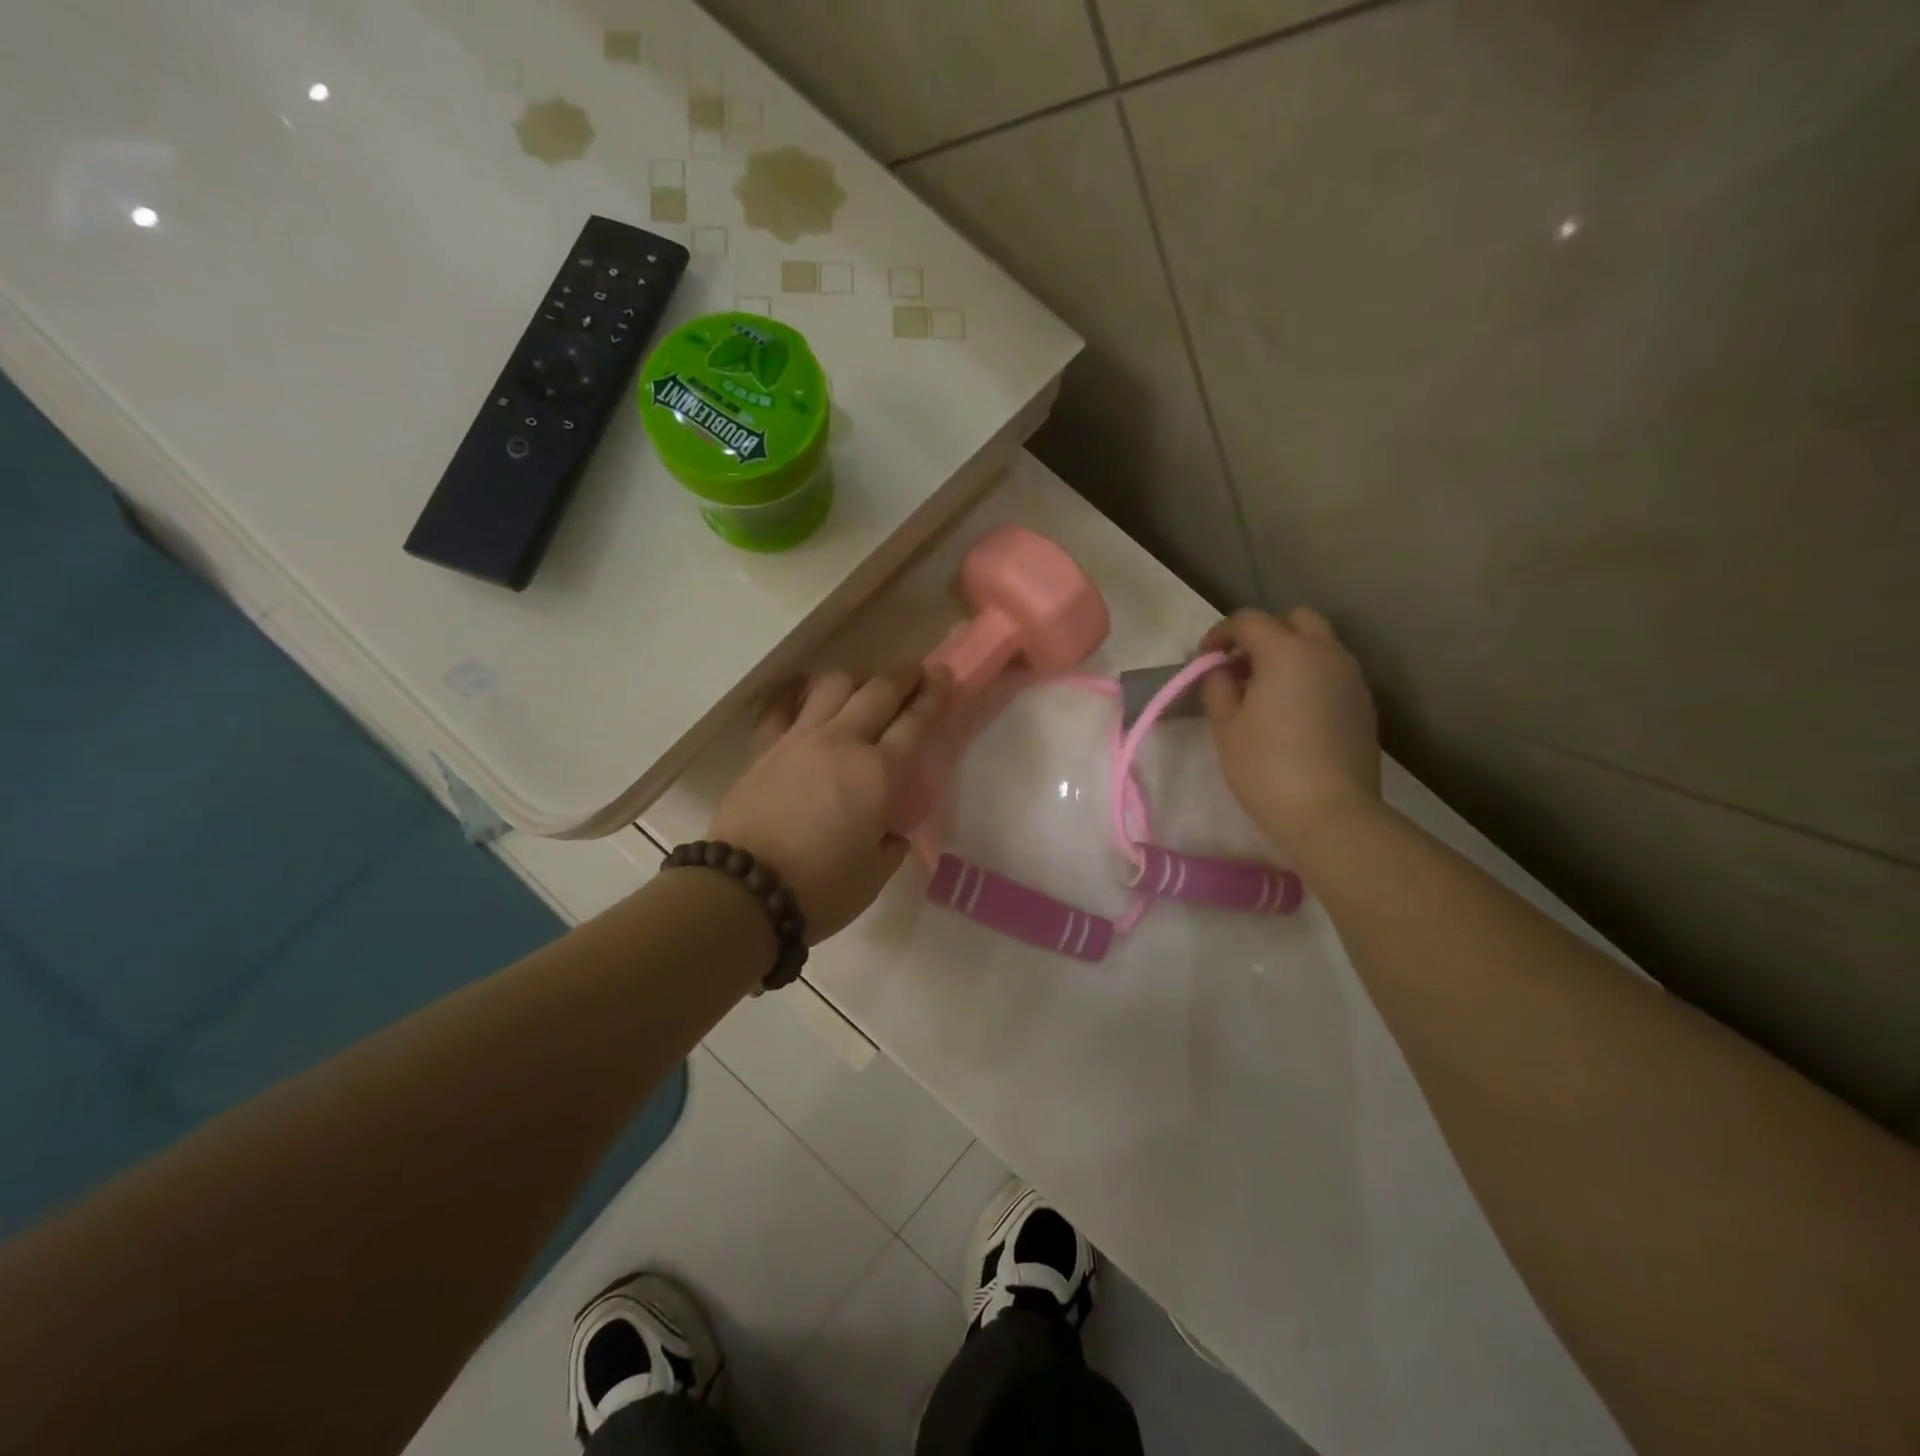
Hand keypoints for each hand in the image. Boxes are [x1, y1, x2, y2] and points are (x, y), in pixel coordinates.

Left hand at [710, 665, 950, 941]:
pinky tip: (803, 693)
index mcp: (878, 774)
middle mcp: (842, 743)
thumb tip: (888, 830)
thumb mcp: (874, 874)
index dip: (933, 695)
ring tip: (863, 687)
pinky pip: (781, 706)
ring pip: (832, 686)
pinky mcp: (765, 747)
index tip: (943, 674)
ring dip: (856, 679)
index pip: (914, 721)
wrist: (745, 891)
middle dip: (902, 676)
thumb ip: (889, 843)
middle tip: (916, 671)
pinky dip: (796, 694)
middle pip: (878, 692)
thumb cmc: (820, 890)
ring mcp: (799, 739)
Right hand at [1199, 608, 1381, 851]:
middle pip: (1295, 620)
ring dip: (1289, 654)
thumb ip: (1217, 687)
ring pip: (1319, 645)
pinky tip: (1291, 712)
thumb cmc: (1266, 767)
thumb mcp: (1226, 726)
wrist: (1330, 814)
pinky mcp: (1364, 705)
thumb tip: (1220, 671)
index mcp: (1287, 652)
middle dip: (1264, 634)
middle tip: (1239, 667)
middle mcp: (1326, 654)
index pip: (1249, 621)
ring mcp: (1352, 679)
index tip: (1202, 660)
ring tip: (1263, 691)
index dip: (1220, 634)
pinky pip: (1333, 673)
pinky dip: (1309, 676)